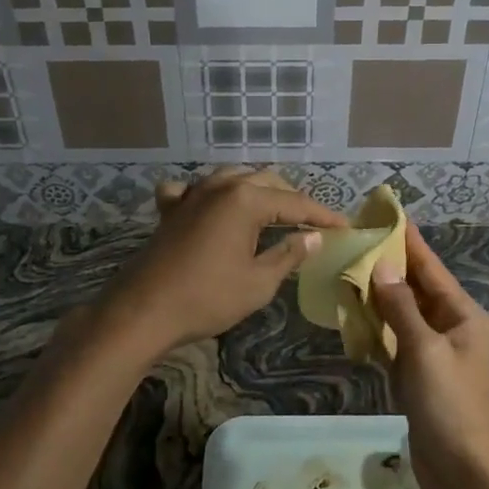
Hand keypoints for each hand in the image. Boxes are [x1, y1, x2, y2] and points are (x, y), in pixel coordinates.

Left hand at [99, 169, 346, 356]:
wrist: (143, 310)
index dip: (323, 216)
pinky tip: (210, 205)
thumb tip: (312, 238)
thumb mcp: (258, 282)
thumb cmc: (207, 297)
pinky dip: (209, 193)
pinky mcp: (171, 209)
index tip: (345, 227)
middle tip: (311, 223)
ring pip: (233, 178)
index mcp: (246, 200)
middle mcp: (220, 186)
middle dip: (291, 200)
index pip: (295, 203)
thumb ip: (288, 255)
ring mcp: (192, 193)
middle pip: (266, 182)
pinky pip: (193, 189)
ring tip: (272, 211)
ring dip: (256, 191)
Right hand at [369, 224, 488, 488]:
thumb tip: (380, 267)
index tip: (386, 214)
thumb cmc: (452, 406)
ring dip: (378, 297)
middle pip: (416, 288)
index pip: (431, 267)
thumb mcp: (425, 352)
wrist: (466, 476)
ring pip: (402, 315)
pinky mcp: (418, 378)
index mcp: (462, 316)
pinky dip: (375, 330)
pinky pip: (394, 343)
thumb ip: (401, 308)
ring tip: (346, 270)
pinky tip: (352, 316)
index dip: (408, 241)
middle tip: (355, 240)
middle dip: (388, 266)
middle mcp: (450, 328)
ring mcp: (434, 354)